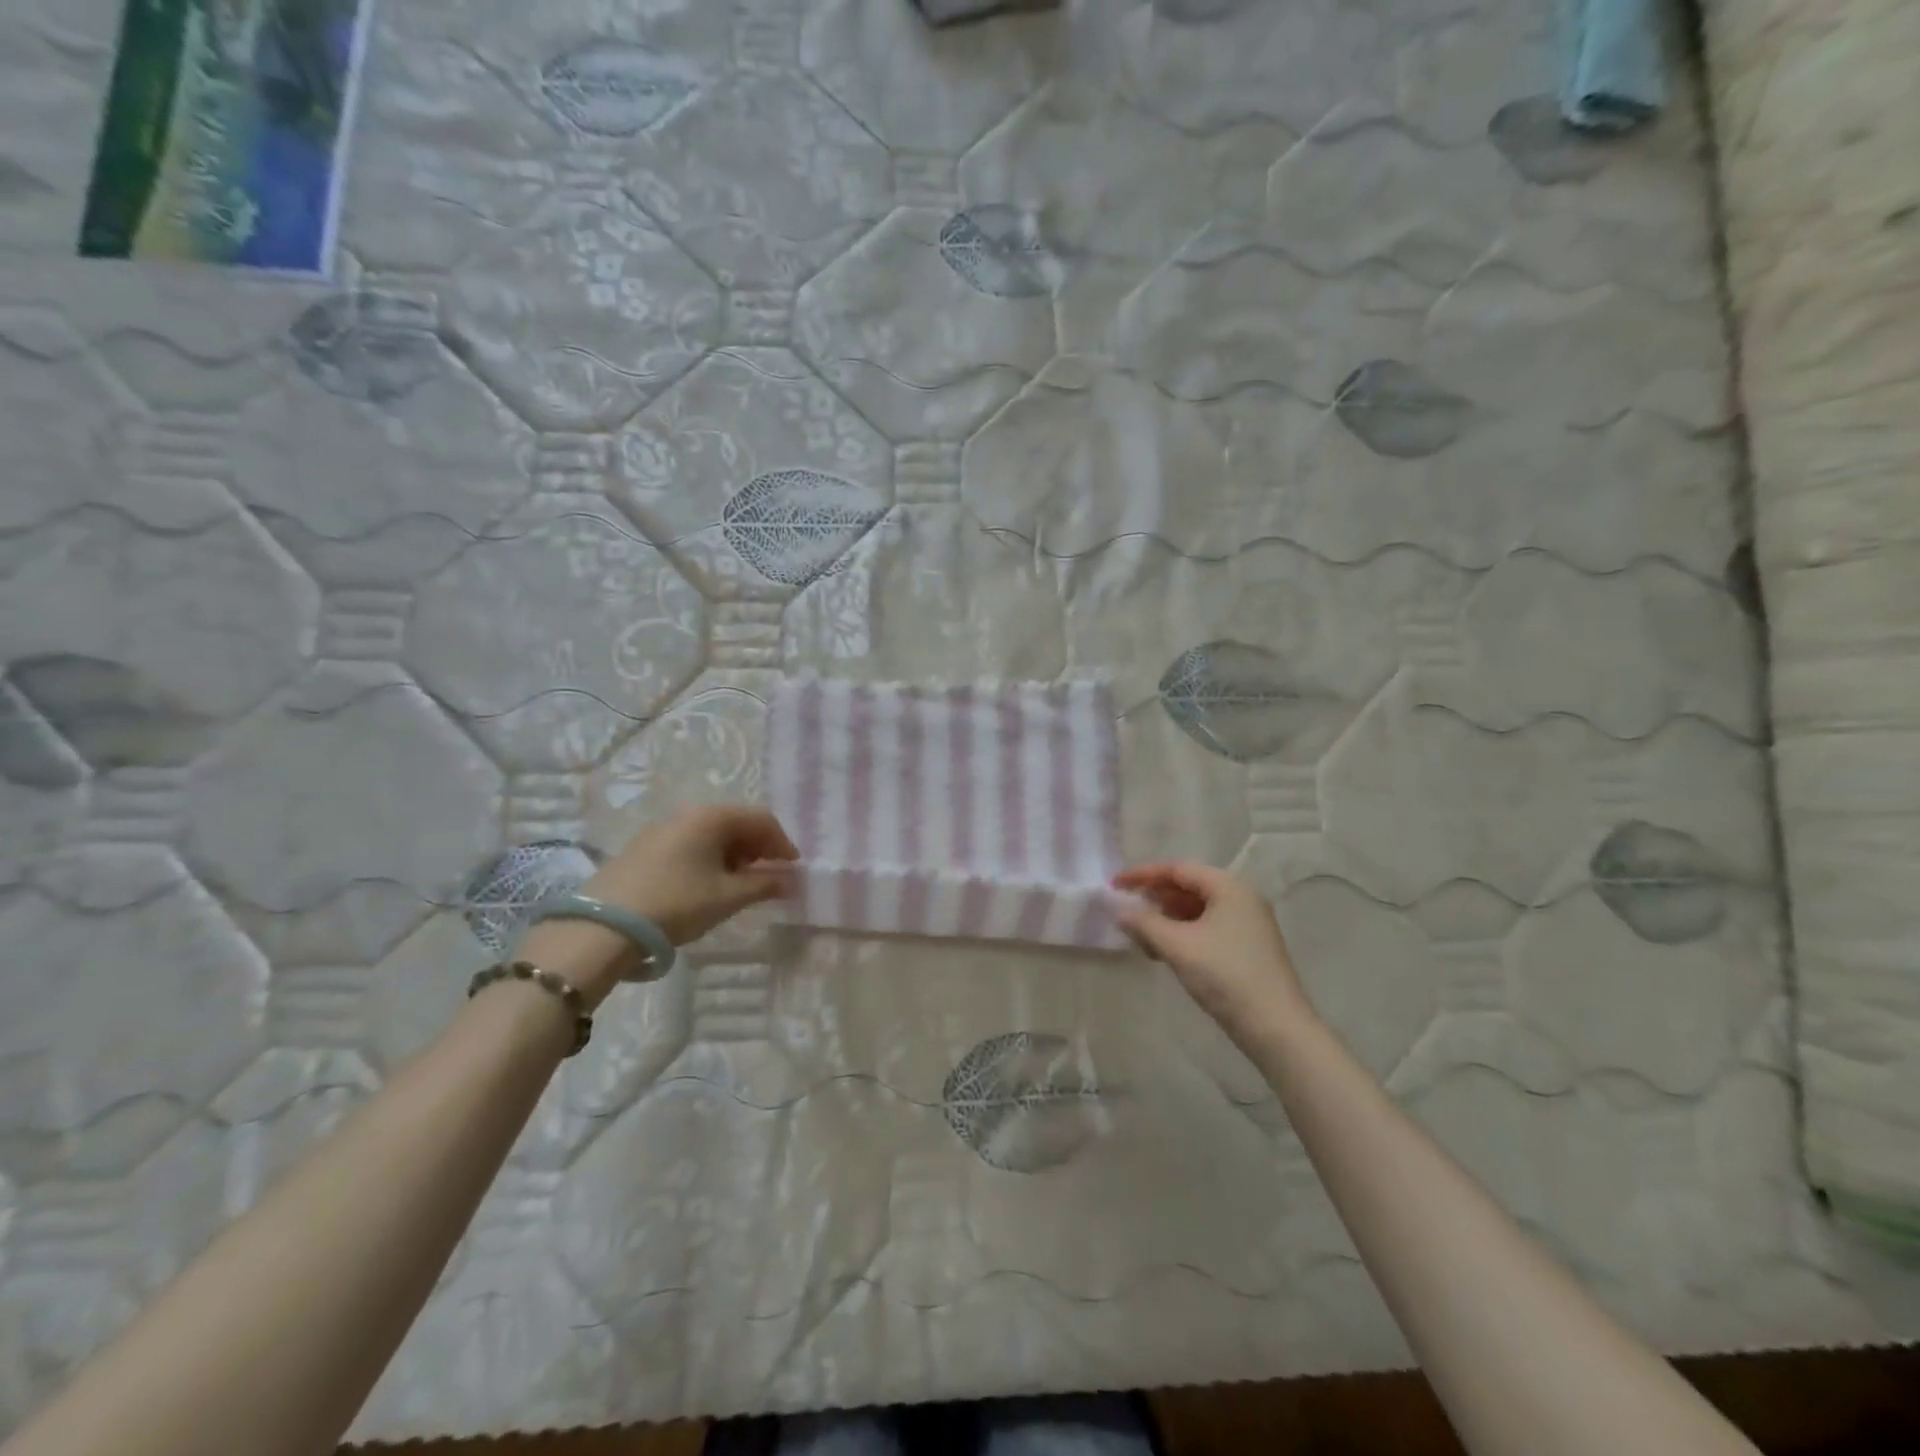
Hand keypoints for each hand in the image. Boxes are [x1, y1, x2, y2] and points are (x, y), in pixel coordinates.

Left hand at [588, 803, 798, 943]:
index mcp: (712, 816)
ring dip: (734, 854)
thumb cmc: (677, 903)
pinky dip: (709, 858)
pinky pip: (690, 843)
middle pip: (736, 822)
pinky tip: (707, 884)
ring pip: (712, 834)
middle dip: (759, 848)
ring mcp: (662, 828)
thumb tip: (792, 880)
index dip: (783, 843)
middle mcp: (687, 813)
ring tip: (739, 884)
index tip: (793, 870)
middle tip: (769, 877)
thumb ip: (765, 885)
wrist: (604, 925)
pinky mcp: (644, 847)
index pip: (761, 819)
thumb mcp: (728, 897)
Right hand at [1112, 860, 1314, 1037]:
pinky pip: (1207, 928)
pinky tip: (1164, 950)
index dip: (1143, 875)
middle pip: (1189, 887)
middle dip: (1155, 897)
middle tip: (1126, 909)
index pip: (1178, 870)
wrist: (1276, 1028)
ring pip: (1197, 910)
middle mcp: (1241, 899)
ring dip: (1166, 918)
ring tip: (1141, 935)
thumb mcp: (1178, 946)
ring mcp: (1247, 924)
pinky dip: (1182, 933)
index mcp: (1229, 888)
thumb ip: (1145, 924)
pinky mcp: (1247, 948)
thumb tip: (1120, 912)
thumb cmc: (1226, 976)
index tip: (1115, 884)